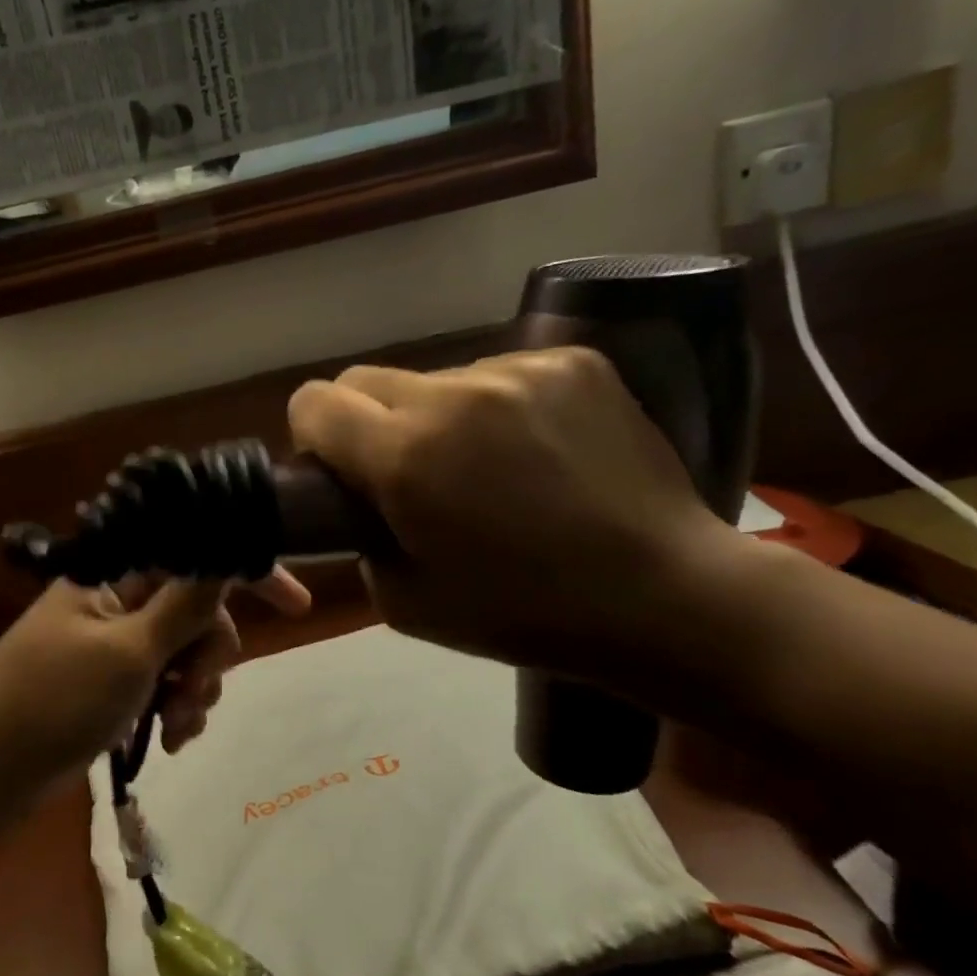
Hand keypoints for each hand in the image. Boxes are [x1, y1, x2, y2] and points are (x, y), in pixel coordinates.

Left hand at [0, 568, 310, 804]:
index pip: (192, 555)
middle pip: (197, 610)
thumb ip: (184, 605)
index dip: (246, 573)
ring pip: (186, 652)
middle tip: (195, 689)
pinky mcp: (114, 684)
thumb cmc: (54, 702)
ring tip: (176, 726)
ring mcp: (116, 645)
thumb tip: (225, 555)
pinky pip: (165, 684)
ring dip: (195, 689)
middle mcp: (119, 602)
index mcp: (114, 576)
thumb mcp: (128, 653)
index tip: (297, 605)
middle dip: (210, 653)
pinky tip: (171, 740)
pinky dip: (176, 708)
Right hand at [287, 348, 737, 679]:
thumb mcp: (403, 601)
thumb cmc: (522, 613)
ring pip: (435, 378)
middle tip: (408, 472)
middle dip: (367, 422)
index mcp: (406, 455)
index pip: (314, 402)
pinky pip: (499, 373)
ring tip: (488, 467)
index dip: (314, 436)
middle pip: (365, 379)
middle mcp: (454, 394)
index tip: (341, 470)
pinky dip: (497, 407)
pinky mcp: (574, 362)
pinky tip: (535, 451)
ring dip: (438, 415)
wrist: (662, 595)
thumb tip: (361, 497)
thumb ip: (359, 536)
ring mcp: (519, 369)